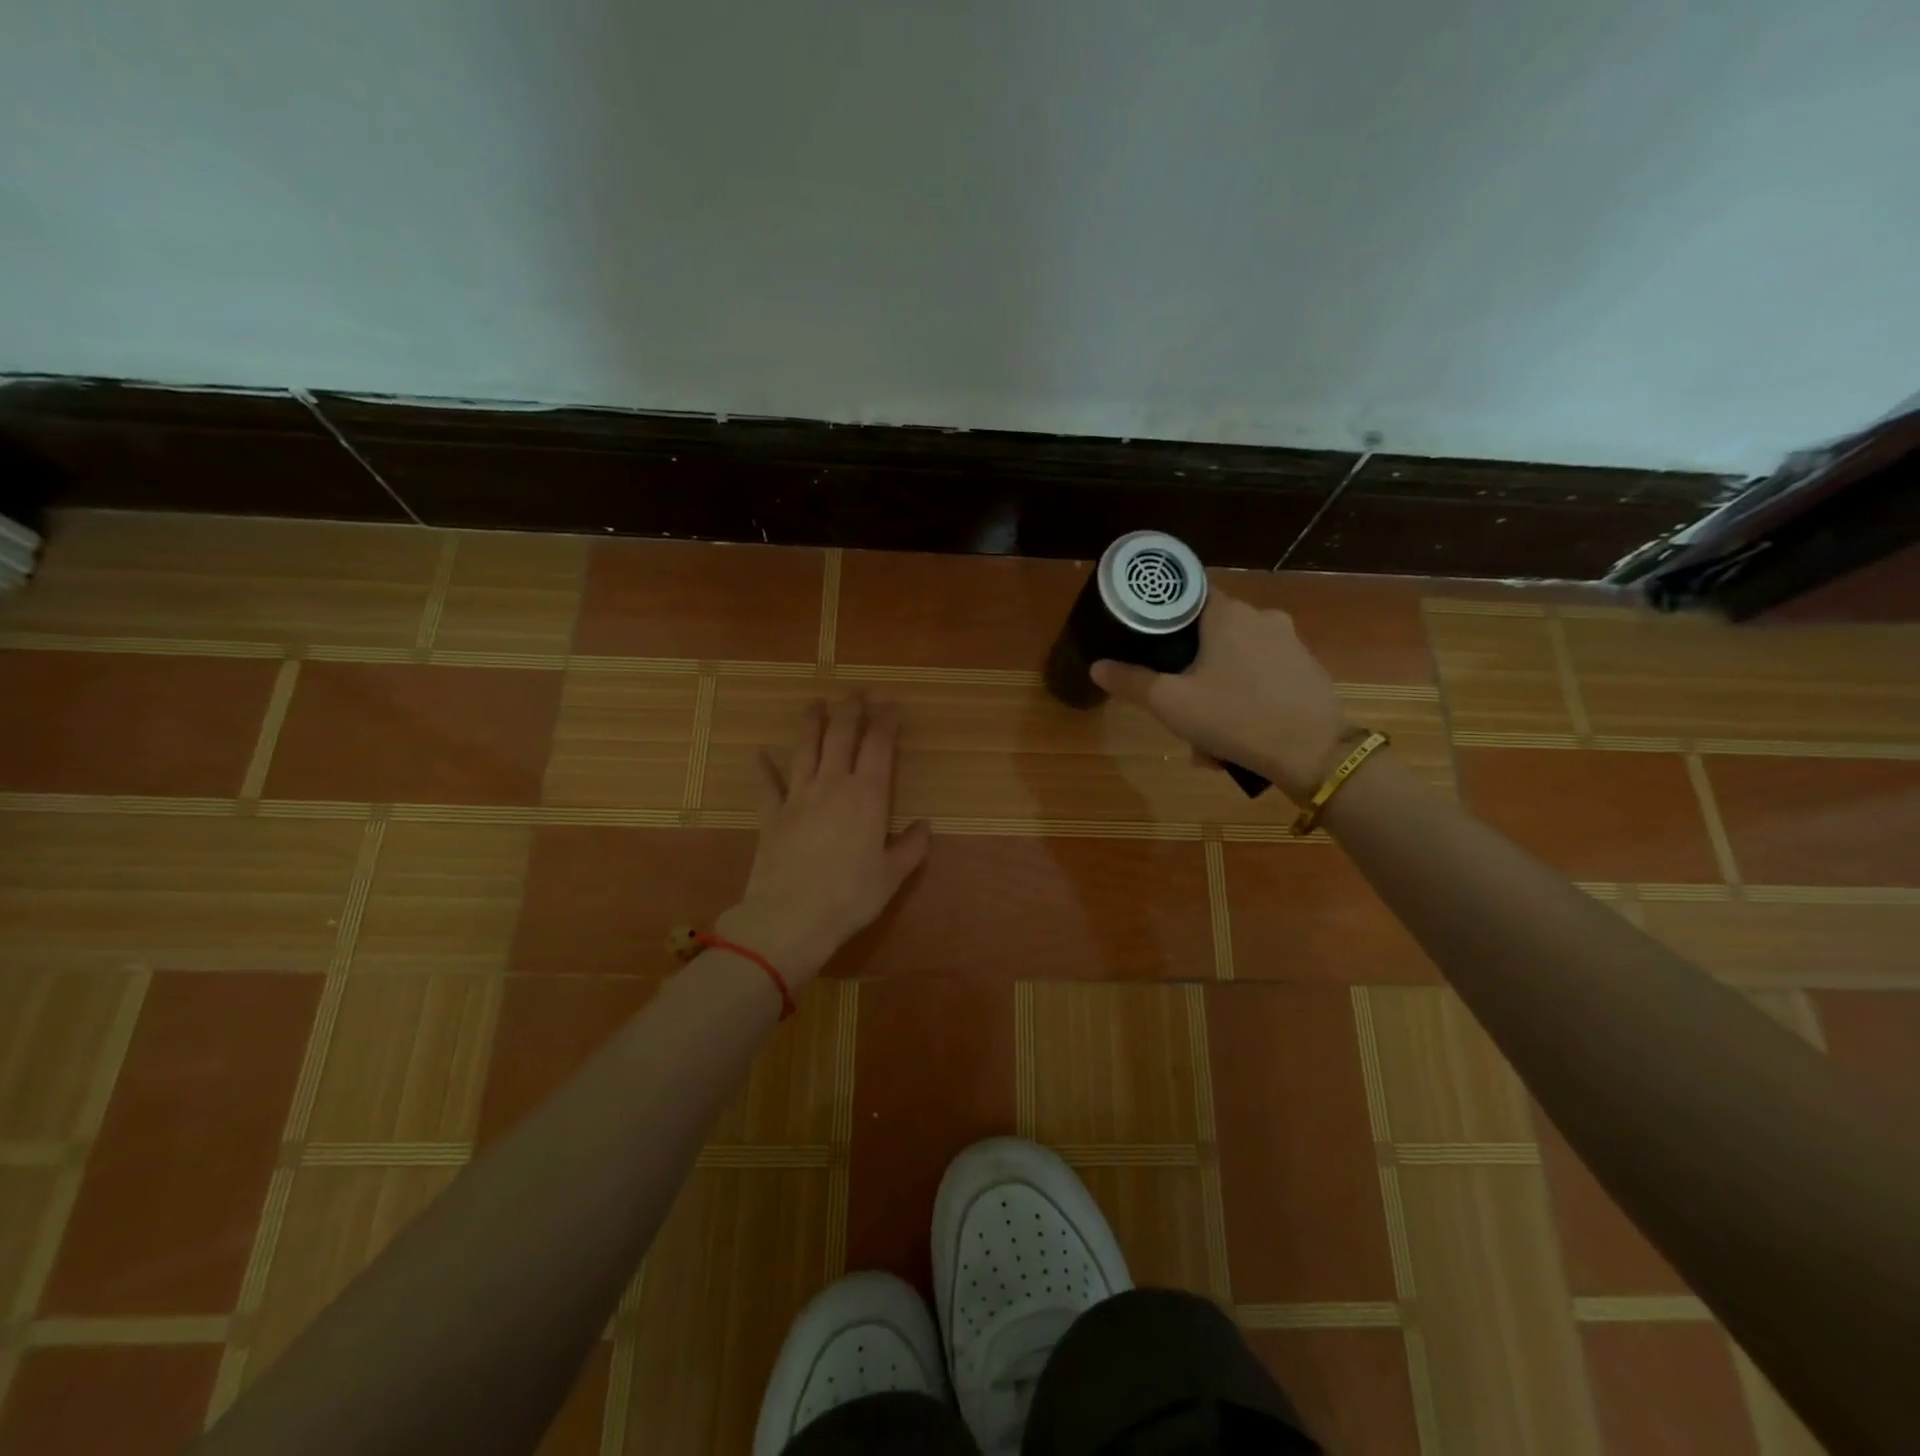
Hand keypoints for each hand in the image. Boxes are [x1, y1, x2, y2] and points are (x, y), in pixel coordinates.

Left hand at [719, 694, 930, 984]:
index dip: (885, 720)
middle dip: (850, 708)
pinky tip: (759, 754)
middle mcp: (832, 785)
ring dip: (810, 722)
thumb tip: (923, 827)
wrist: (790, 918)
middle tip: (856, 691)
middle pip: (840, 735)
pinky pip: (766, 784)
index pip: (879, 745)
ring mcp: (797, 796)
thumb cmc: (849, 897)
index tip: (890, 703)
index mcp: (867, 796)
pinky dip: (763, 768)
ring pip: (804, 748)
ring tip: (814, 703)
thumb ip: (910, 848)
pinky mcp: (771, 815)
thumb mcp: (891, 876)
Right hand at [1090, 592, 1352, 801]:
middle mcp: (1262, 618)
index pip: (1188, 594)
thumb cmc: (1235, 716)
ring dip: (1216, 694)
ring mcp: (1291, 644)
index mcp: (1227, 614)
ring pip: (1236, 662)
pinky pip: (1262, 680)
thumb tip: (1097, 666)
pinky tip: (1237, 739)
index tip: (1147, 641)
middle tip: (1177, 708)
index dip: (1163, 615)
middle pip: (1211, 635)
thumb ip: (1130, 681)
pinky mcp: (1307, 671)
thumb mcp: (1170, 702)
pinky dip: (1245, 702)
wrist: (1315, 753)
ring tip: (1207, 740)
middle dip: (1190, 671)